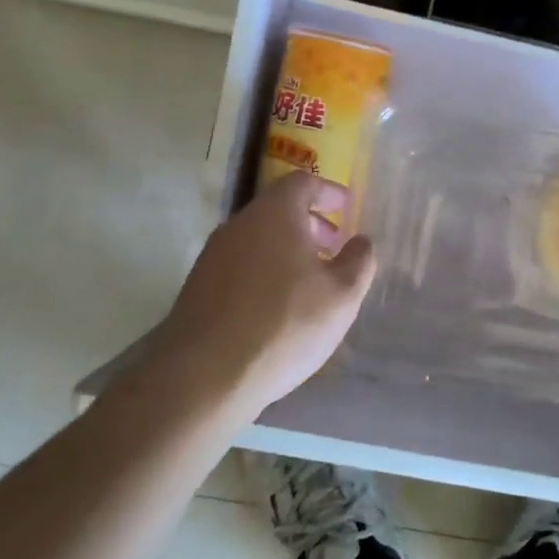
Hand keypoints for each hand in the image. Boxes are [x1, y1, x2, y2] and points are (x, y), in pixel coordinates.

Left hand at [143, 171, 376, 420]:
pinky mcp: (198, 289)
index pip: (302, 182)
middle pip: (278, 210)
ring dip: (288, 251)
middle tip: (335, 248)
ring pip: (258, 240)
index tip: (347, 207)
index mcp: (274, 214)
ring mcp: (212, 257)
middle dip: (311, 224)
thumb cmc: (284, 324)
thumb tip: (361, 242)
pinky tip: (279, 309)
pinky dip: (266, 272)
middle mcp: (238, 225)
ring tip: (311, 283)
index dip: (328, 191)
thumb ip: (359, 261)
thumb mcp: (342, 295)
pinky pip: (241, 266)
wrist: (203, 377)